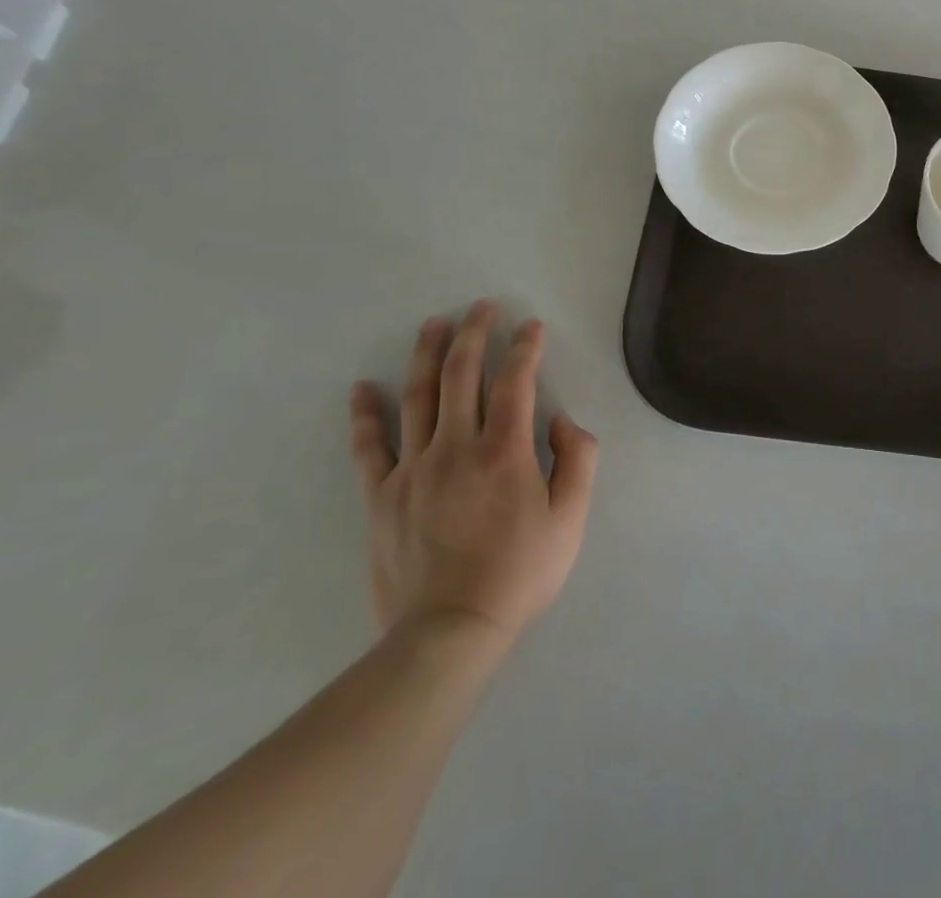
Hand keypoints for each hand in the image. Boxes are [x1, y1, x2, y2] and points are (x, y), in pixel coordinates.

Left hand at [349, 301, 597, 655]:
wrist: (449, 632)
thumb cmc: (520, 573)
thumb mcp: (571, 518)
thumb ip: (577, 460)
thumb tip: (560, 421)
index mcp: (505, 451)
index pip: (515, 381)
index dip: (525, 347)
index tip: (530, 326)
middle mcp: (457, 447)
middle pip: (462, 375)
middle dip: (474, 333)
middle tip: (481, 307)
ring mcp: (413, 469)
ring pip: (419, 397)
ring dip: (427, 355)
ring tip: (434, 325)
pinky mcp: (382, 496)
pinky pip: (370, 446)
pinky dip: (366, 414)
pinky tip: (364, 387)